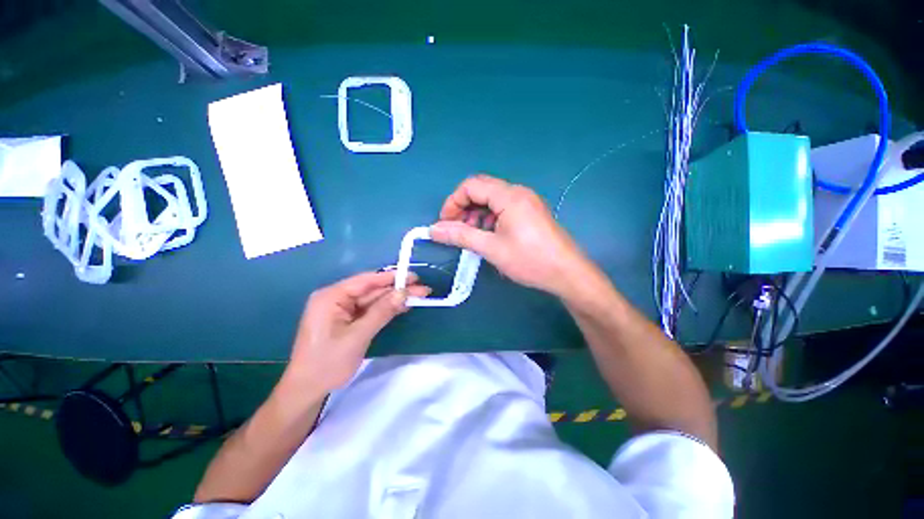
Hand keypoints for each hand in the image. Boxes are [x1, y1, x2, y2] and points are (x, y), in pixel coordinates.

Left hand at [284, 271, 429, 393]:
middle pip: (372, 290)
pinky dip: (386, 309)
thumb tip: (404, 292)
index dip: (391, 277)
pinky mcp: (347, 320)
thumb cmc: (328, 363)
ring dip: (394, 299)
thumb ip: (381, 312)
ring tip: (418, 297)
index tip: (413, 277)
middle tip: (422, 290)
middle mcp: (336, 298)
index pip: (366, 280)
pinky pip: (369, 310)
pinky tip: (402, 307)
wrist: (307, 391)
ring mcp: (342, 310)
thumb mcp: (358, 336)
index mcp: (331, 296)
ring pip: (373, 300)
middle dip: (397, 290)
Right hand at [430, 175, 593, 297]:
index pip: (471, 185)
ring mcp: (527, 202)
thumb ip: (460, 235)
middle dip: (464, 208)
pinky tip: (489, 236)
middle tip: (456, 230)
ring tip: (472, 236)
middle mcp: (518, 192)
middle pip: (482, 190)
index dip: (453, 202)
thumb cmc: (529, 260)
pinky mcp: (531, 212)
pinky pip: (504, 208)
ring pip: (492, 200)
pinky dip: (490, 218)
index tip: (445, 223)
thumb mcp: (491, 248)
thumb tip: (433, 230)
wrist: (567, 273)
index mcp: (509, 196)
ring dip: (477, 214)